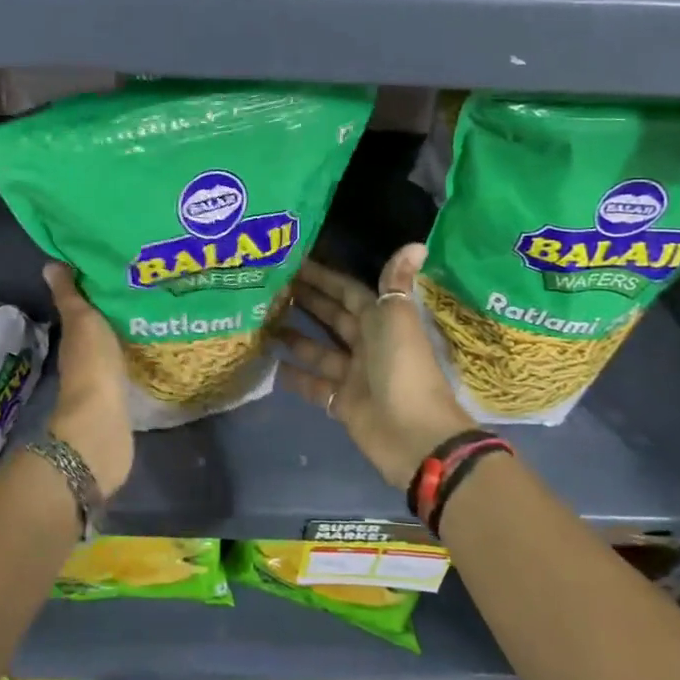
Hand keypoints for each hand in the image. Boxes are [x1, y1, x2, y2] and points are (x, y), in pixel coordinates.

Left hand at [42, 261, 133, 497]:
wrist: (102, 424)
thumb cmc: (92, 365)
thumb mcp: (82, 321)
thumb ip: (70, 296)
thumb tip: (49, 264)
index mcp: (75, 335)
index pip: (83, 305)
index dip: (97, 287)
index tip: (121, 267)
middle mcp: (85, 355)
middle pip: (101, 326)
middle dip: (118, 308)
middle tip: (147, 286)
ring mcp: (103, 378)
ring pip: (116, 345)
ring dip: (129, 332)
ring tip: (158, 311)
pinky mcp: (121, 396)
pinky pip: (130, 366)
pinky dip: (138, 355)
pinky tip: (156, 346)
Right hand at [273, 244, 475, 490]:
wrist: (415, 436)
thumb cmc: (404, 369)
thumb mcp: (399, 319)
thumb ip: (397, 283)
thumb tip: (416, 243)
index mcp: (382, 322)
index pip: (349, 293)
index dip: (325, 278)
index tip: (295, 262)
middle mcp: (368, 345)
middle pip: (333, 318)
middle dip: (306, 302)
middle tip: (271, 286)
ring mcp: (354, 375)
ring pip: (320, 350)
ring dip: (295, 336)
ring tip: (263, 321)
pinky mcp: (343, 403)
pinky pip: (315, 385)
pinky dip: (295, 376)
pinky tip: (270, 363)